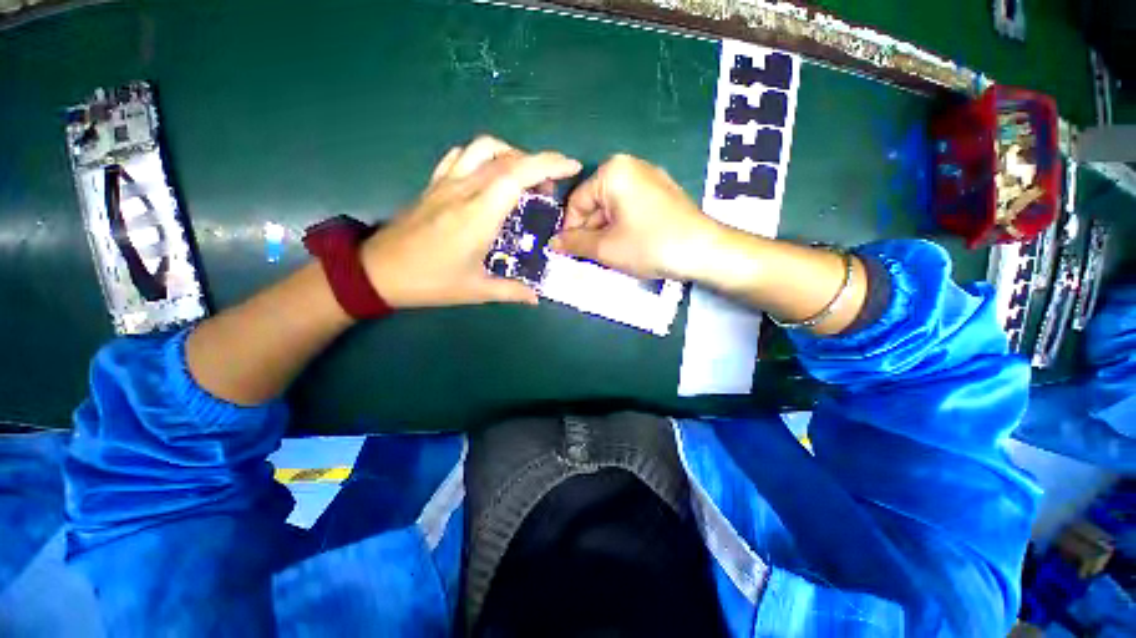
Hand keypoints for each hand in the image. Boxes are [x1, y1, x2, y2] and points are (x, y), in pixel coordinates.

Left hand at [361, 136, 581, 307]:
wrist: (377, 271)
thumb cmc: (430, 282)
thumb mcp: (475, 290)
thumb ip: (511, 291)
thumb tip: (536, 297)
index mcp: (478, 215)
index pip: (518, 174)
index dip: (549, 165)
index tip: (572, 167)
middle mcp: (464, 189)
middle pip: (507, 158)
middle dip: (538, 164)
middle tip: (550, 190)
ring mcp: (446, 182)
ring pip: (483, 148)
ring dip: (511, 155)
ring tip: (523, 178)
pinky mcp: (433, 184)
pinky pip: (461, 155)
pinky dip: (483, 156)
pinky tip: (489, 175)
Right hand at [551, 154, 720, 280]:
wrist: (704, 250)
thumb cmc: (649, 245)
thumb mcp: (606, 248)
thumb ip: (574, 243)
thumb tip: (552, 242)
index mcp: (613, 172)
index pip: (577, 201)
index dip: (570, 229)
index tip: (568, 252)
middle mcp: (631, 167)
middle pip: (595, 203)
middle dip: (590, 232)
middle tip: (590, 257)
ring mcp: (650, 179)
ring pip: (613, 208)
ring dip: (606, 233)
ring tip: (610, 255)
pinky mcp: (662, 193)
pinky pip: (631, 209)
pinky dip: (623, 228)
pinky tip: (628, 246)